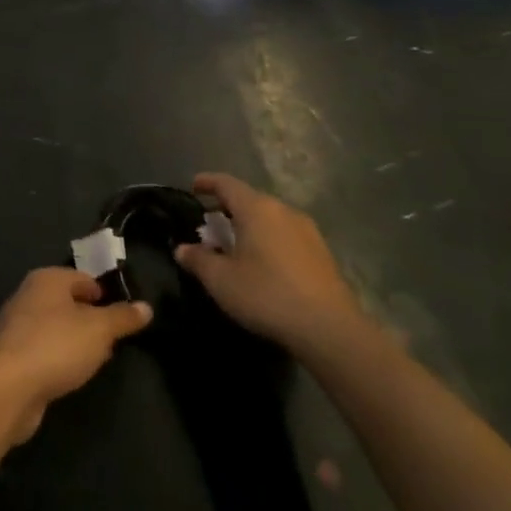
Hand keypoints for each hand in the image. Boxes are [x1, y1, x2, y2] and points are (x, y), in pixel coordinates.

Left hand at [0, 268, 151, 442]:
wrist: (9, 388)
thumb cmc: (57, 345)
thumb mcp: (100, 329)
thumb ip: (123, 317)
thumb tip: (146, 307)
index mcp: (47, 278)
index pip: (83, 278)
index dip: (104, 294)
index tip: (122, 316)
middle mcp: (28, 295)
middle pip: (68, 302)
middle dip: (91, 319)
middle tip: (112, 340)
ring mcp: (16, 325)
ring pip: (55, 327)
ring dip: (75, 341)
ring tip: (96, 360)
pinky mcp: (11, 355)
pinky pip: (43, 349)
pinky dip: (58, 357)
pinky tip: (71, 375)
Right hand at [176, 172, 360, 354]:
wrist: (329, 328)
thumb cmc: (267, 295)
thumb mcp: (221, 281)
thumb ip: (197, 260)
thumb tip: (181, 249)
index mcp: (256, 208)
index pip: (226, 183)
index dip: (207, 182)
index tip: (193, 187)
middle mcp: (283, 210)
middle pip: (249, 199)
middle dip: (226, 209)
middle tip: (209, 228)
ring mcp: (307, 229)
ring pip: (269, 218)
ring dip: (249, 226)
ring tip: (236, 247)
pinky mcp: (321, 251)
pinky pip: (286, 234)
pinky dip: (268, 239)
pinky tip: (264, 264)